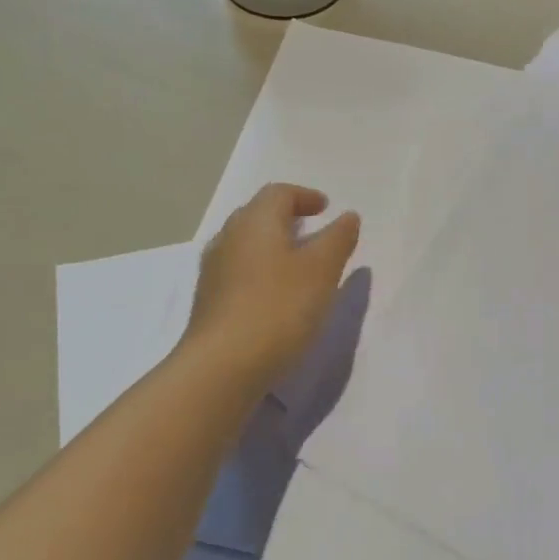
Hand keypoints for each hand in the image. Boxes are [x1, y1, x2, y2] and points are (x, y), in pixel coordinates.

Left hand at [187, 183, 360, 391]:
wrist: (222, 366)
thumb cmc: (279, 308)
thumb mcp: (322, 270)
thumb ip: (338, 239)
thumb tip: (348, 216)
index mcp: (255, 221)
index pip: (279, 193)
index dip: (305, 196)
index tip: (326, 208)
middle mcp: (228, 237)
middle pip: (258, 215)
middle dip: (287, 217)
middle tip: (313, 231)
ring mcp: (214, 270)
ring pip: (247, 244)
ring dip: (273, 246)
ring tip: (299, 264)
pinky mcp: (209, 301)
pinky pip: (239, 271)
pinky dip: (261, 271)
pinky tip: (276, 295)